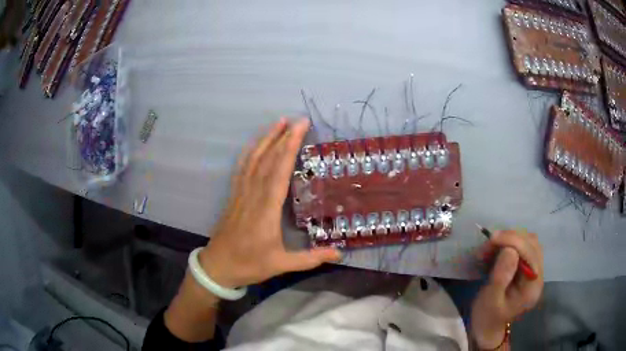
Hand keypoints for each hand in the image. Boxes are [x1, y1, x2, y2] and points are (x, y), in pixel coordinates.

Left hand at [199, 118, 340, 287]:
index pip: (279, 170)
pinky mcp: (234, 195)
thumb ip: (311, 258)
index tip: (300, 127)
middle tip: (297, 119)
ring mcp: (241, 193)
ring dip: (266, 139)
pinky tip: (256, 143)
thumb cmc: (250, 264)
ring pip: (253, 160)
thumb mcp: (282, 264)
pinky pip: (242, 168)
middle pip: (268, 159)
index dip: (290, 147)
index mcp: (267, 209)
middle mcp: (253, 195)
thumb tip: (340, 253)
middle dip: (283, 137)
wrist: (218, 266)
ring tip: (279, 122)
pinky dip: (250, 152)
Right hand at [471, 230, 543, 348]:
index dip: (513, 241)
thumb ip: (501, 277)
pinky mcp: (529, 267)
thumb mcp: (489, 301)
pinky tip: (499, 248)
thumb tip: (509, 250)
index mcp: (532, 287)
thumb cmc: (487, 317)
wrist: (488, 327)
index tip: (491, 239)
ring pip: (529, 242)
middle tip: (489, 242)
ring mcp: (535, 270)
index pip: (530, 254)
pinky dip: (511, 242)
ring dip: (511, 238)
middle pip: (532, 244)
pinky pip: (524, 246)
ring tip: (493, 245)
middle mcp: (539, 275)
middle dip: (511, 238)